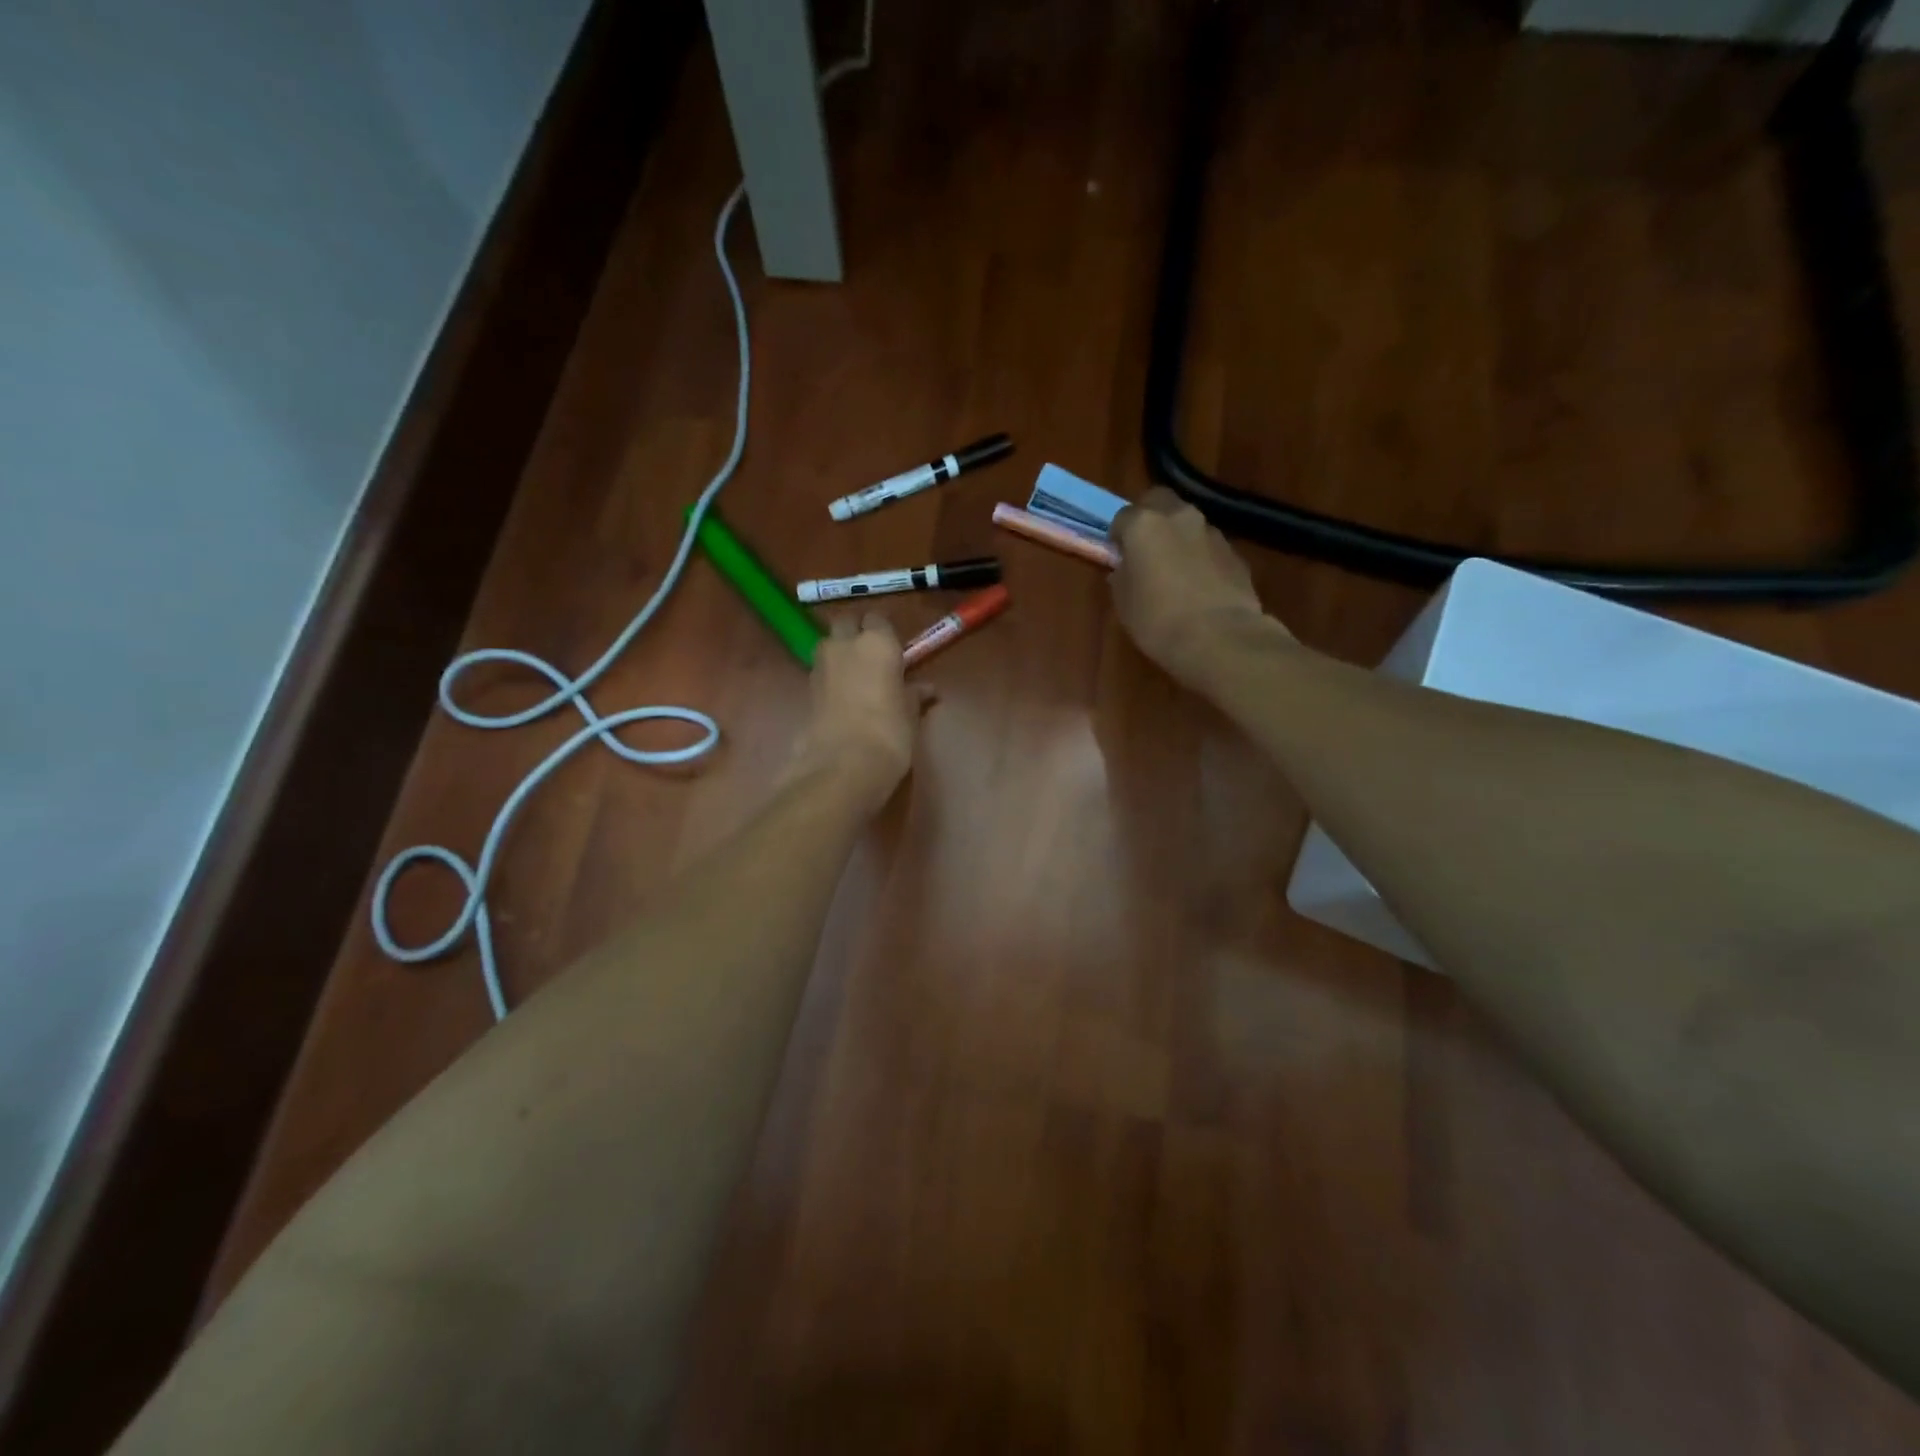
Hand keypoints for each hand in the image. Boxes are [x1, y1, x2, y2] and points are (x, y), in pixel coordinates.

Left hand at [789, 613, 933, 812]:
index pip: (878, 620)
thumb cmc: (889, 733)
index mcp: (877, 642)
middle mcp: (844, 644)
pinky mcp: (806, 688)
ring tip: (859, 680)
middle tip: (873, 659)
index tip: (895, 652)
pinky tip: (845, 699)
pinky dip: (832, 678)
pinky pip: (822, 672)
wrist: (842, 766)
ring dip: (841, 654)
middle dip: (856, 634)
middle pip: (846, 624)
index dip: (885, 634)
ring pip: (829, 645)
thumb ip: (914, 695)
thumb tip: (925, 689)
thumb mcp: (910, 714)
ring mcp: (820, 665)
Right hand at [1110, 487, 1285, 686]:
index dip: (1117, 537)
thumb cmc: (1158, 620)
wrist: (1219, 638)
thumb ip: (1122, 575)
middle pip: (1159, 502)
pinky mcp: (1235, 553)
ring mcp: (1212, 532)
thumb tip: (1127, 568)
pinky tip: (1198, 587)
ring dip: (1178, 537)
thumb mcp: (1123, 602)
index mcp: (1144, 525)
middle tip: (1144, 549)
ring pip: (1188, 523)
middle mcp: (1179, 517)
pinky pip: (1209, 547)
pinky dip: (1200, 557)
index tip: (1117, 557)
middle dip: (1149, 518)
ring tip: (1174, 571)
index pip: (1122, 517)